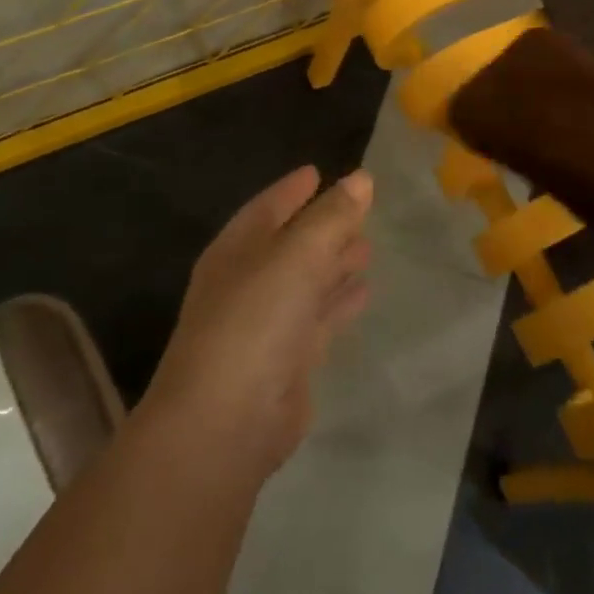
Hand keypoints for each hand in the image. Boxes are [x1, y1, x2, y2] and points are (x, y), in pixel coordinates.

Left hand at [141, 166, 372, 482]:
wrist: (225, 422)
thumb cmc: (255, 320)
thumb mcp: (297, 255)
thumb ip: (331, 216)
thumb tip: (361, 178)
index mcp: (237, 250)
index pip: (267, 208)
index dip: (292, 189)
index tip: (318, 171)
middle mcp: (248, 282)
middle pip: (291, 244)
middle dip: (323, 226)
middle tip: (361, 210)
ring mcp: (266, 324)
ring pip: (307, 281)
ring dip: (335, 263)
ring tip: (368, 247)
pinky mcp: (287, 361)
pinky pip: (319, 317)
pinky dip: (340, 301)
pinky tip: (364, 291)